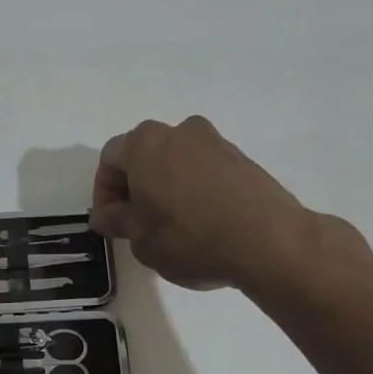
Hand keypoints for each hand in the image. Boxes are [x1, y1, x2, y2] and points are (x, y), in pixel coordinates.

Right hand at [90, 116, 359, 292]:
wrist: (269, 241)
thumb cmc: (188, 237)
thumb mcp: (139, 238)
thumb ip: (117, 220)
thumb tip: (106, 215)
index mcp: (144, 144)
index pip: (110, 159)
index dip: (103, 192)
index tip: (110, 222)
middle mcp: (178, 131)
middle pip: (144, 154)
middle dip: (135, 186)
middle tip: (136, 222)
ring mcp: (215, 142)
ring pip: (176, 160)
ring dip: (165, 186)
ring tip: (170, 224)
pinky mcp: (242, 158)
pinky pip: (204, 170)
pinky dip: (194, 189)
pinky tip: (200, 222)